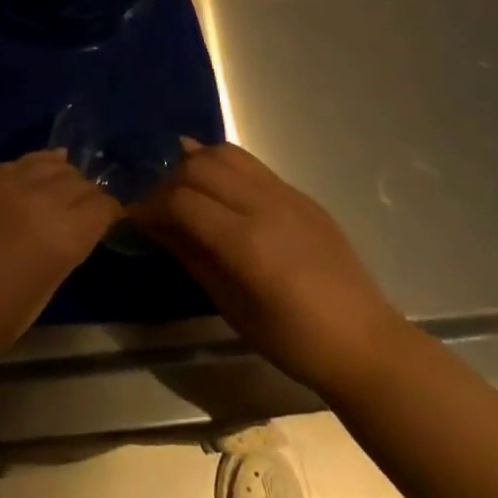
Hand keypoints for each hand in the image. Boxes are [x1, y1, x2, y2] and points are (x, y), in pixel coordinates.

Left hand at [0, 150, 120, 373]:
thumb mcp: (41, 295)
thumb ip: (63, 253)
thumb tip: (74, 230)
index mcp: (61, 235)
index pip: (102, 206)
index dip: (111, 213)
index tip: (111, 220)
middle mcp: (39, 197)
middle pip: (80, 181)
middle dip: (89, 195)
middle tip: (86, 211)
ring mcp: (6, 180)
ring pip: (51, 163)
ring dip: (63, 176)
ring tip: (62, 189)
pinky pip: (19, 161)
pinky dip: (35, 166)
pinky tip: (36, 173)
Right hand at [131, 140, 400, 396]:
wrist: (363, 342)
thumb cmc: (292, 340)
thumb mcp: (232, 306)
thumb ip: (191, 257)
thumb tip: (155, 226)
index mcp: (247, 242)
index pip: (182, 202)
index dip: (150, 207)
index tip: (134, 219)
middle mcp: (264, 205)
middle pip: (199, 168)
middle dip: (168, 182)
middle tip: (157, 208)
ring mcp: (285, 194)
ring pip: (225, 154)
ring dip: (196, 165)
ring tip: (183, 190)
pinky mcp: (299, 193)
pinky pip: (251, 165)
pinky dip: (223, 166)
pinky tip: (215, 185)